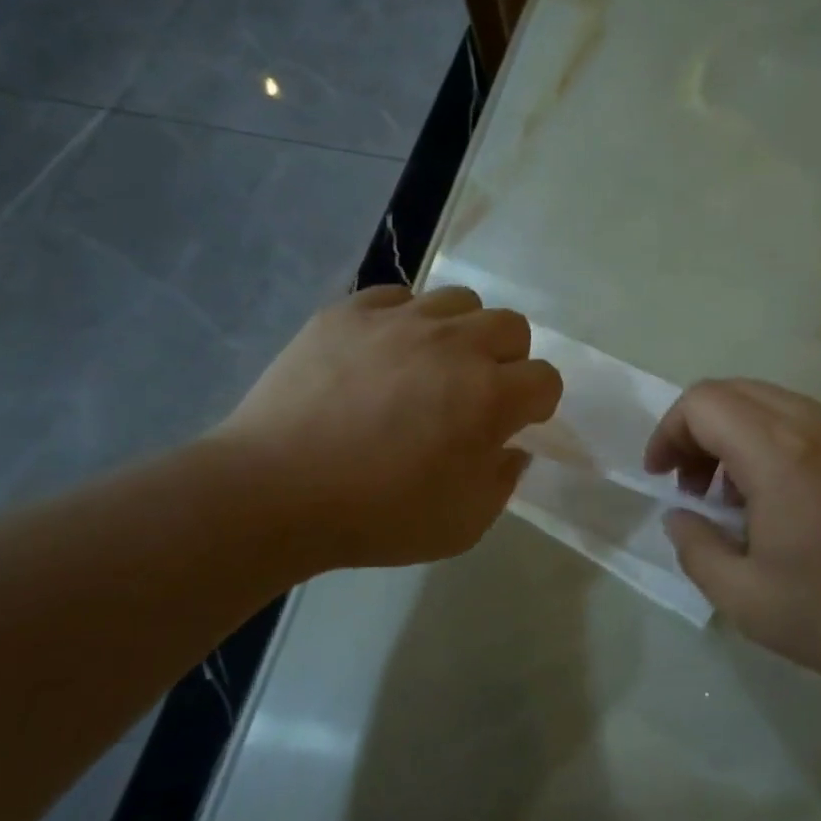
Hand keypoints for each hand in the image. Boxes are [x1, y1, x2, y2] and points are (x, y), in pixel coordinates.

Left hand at [211, 285, 562, 571]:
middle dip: (508, 358)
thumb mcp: (463, 524)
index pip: (545, 378)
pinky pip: (396, 296)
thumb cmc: (377, 516)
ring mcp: (400, 321)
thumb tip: (511, 449)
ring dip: (461, 331)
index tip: (515, 423)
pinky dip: (403, 320)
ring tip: (432, 363)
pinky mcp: (349, 312)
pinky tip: (383, 351)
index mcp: (490, 396)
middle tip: (477, 391)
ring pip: (458, 300)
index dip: (538, 403)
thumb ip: (502, 482)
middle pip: (511, 326)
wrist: (275, 491)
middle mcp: (455, 344)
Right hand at [644, 379, 820, 709]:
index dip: (669, 433)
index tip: (664, 479)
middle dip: (700, 432)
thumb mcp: (747, 600)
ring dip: (742, 438)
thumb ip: (696, 549)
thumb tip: (682, 517)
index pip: (703, 402)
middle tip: (696, 489)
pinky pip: (816, 424)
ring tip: (745, 501)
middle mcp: (819, 423)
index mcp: (779, 451)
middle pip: (737, 392)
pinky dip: (783, 444)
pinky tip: (796, 503)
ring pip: (777, 404)